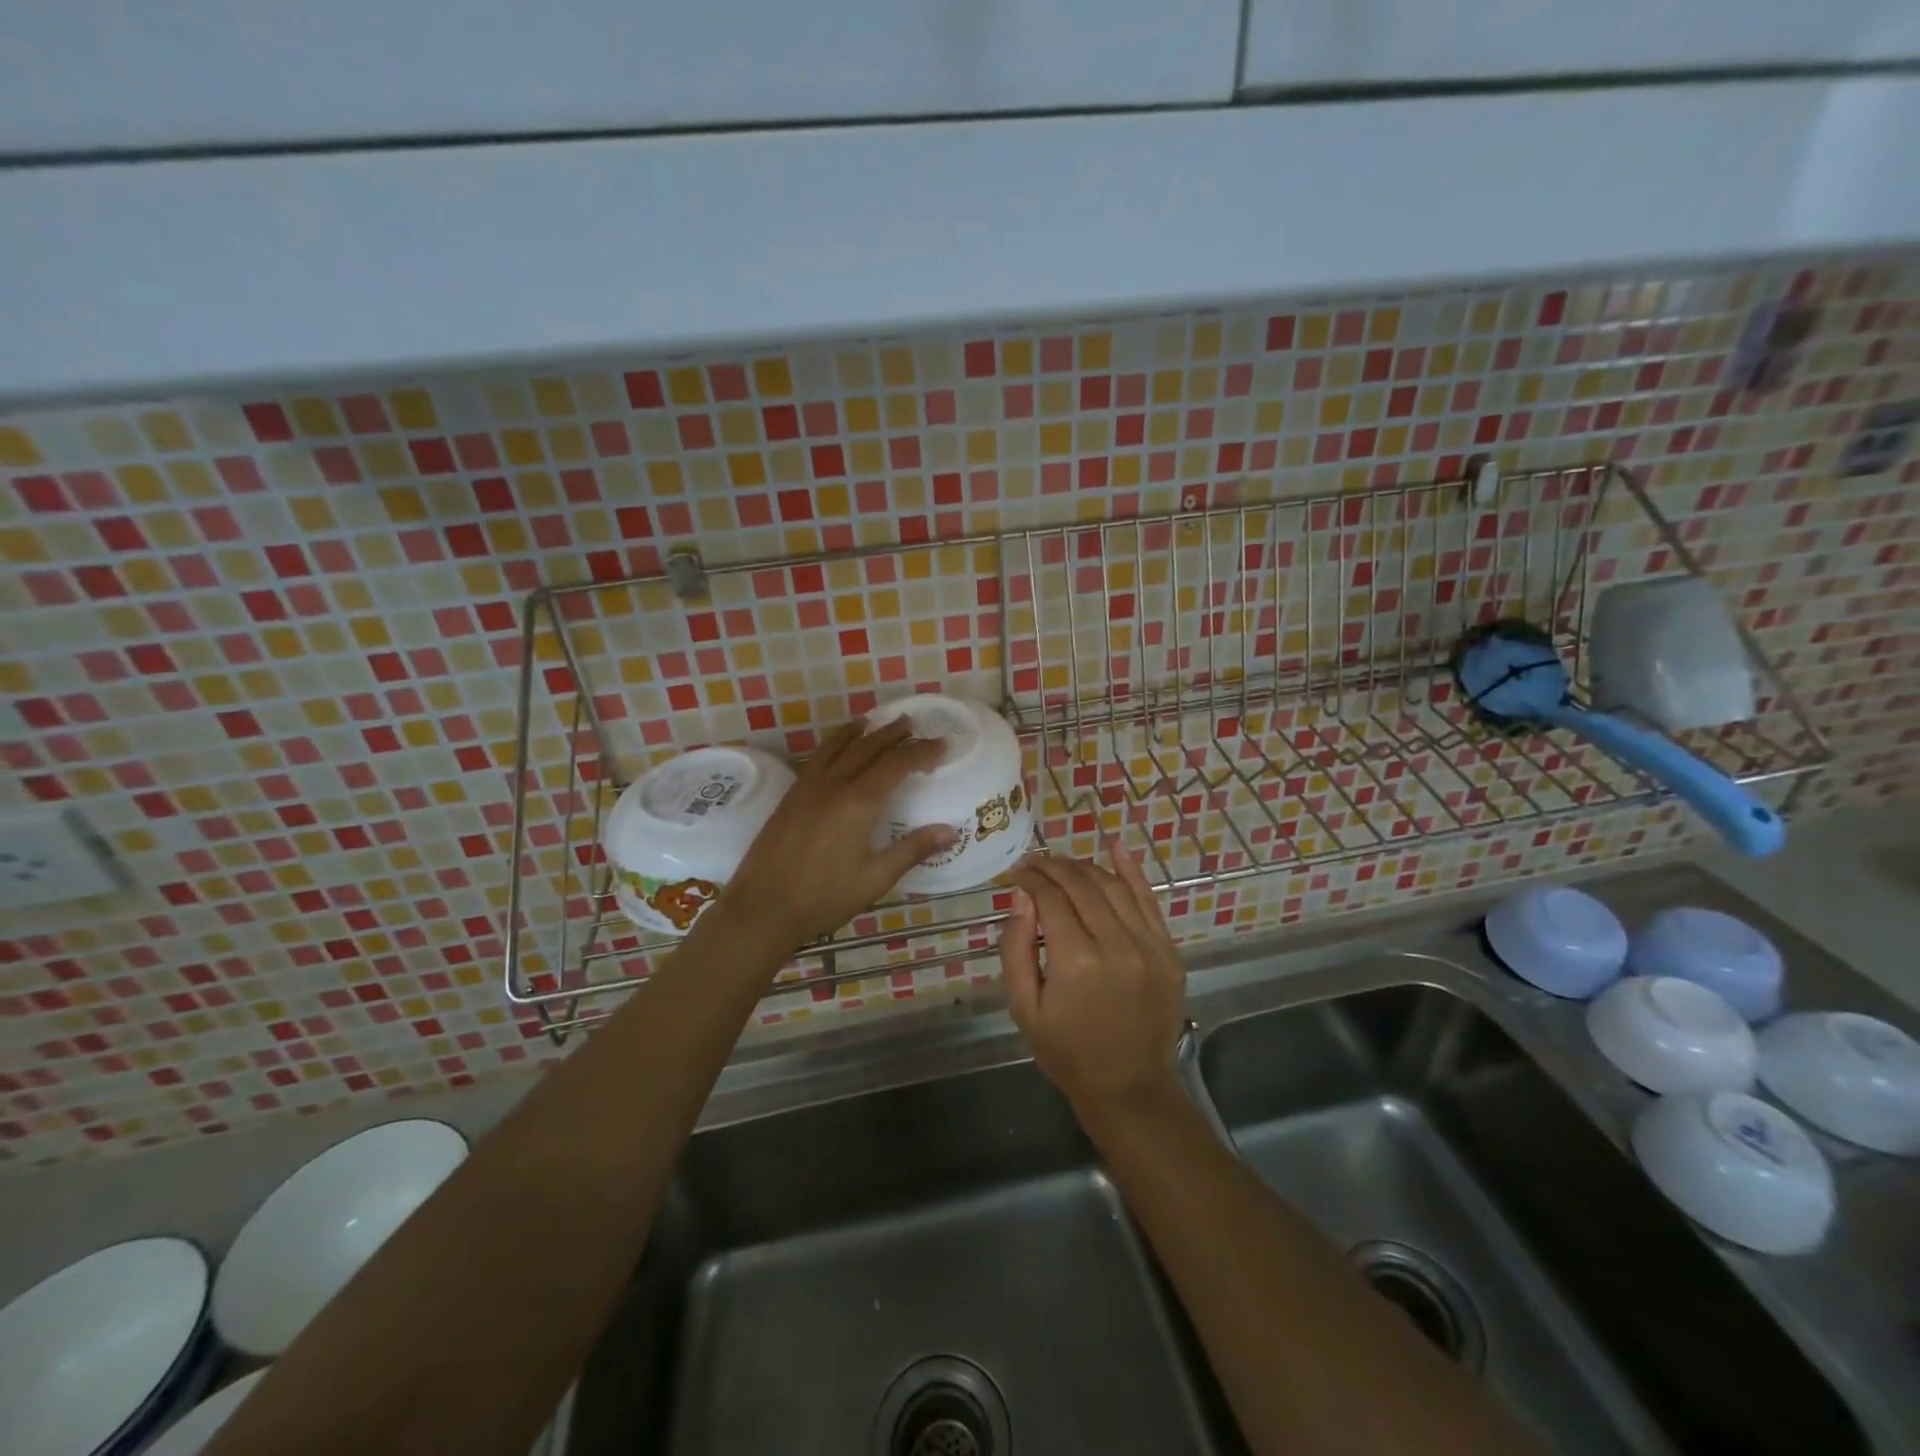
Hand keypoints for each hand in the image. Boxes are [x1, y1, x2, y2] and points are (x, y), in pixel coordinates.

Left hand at [713, 718, 957, 952]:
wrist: (762, 908)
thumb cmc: (824, 898)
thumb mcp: (875, 879)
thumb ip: (912, 850)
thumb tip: (951, 831)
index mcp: (859, 802)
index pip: (897, 764)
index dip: (921, 751)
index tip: (942, 744)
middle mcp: (834, 784)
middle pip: (868, 747)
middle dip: (892, 734)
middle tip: (912, 724)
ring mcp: (808, 787)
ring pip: (838, 746)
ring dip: (860, 732)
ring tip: (873, 722)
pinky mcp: (791, 796)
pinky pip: (818, 758)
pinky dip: (834, 744)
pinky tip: (837, 749)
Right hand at [1001, 845, 1186, 1115]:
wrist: (1128, 1087)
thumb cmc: (1066, 1051)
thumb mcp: (1024, 1007)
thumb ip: (1016, 947)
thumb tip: (1022, 895)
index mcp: (1076, 961)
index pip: (1050, 898)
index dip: (1031, 878)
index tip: (1017, 872)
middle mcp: (1116, 944)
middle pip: (1081, 885)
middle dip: (1053, 867)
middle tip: (1034, 864)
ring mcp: (1149, 946)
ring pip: (1113, 886)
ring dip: (1084, 867)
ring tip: (1062, 865)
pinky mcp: (1169, 951)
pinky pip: (1148, 899)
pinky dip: (1131, 870)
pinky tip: (1116, 846)